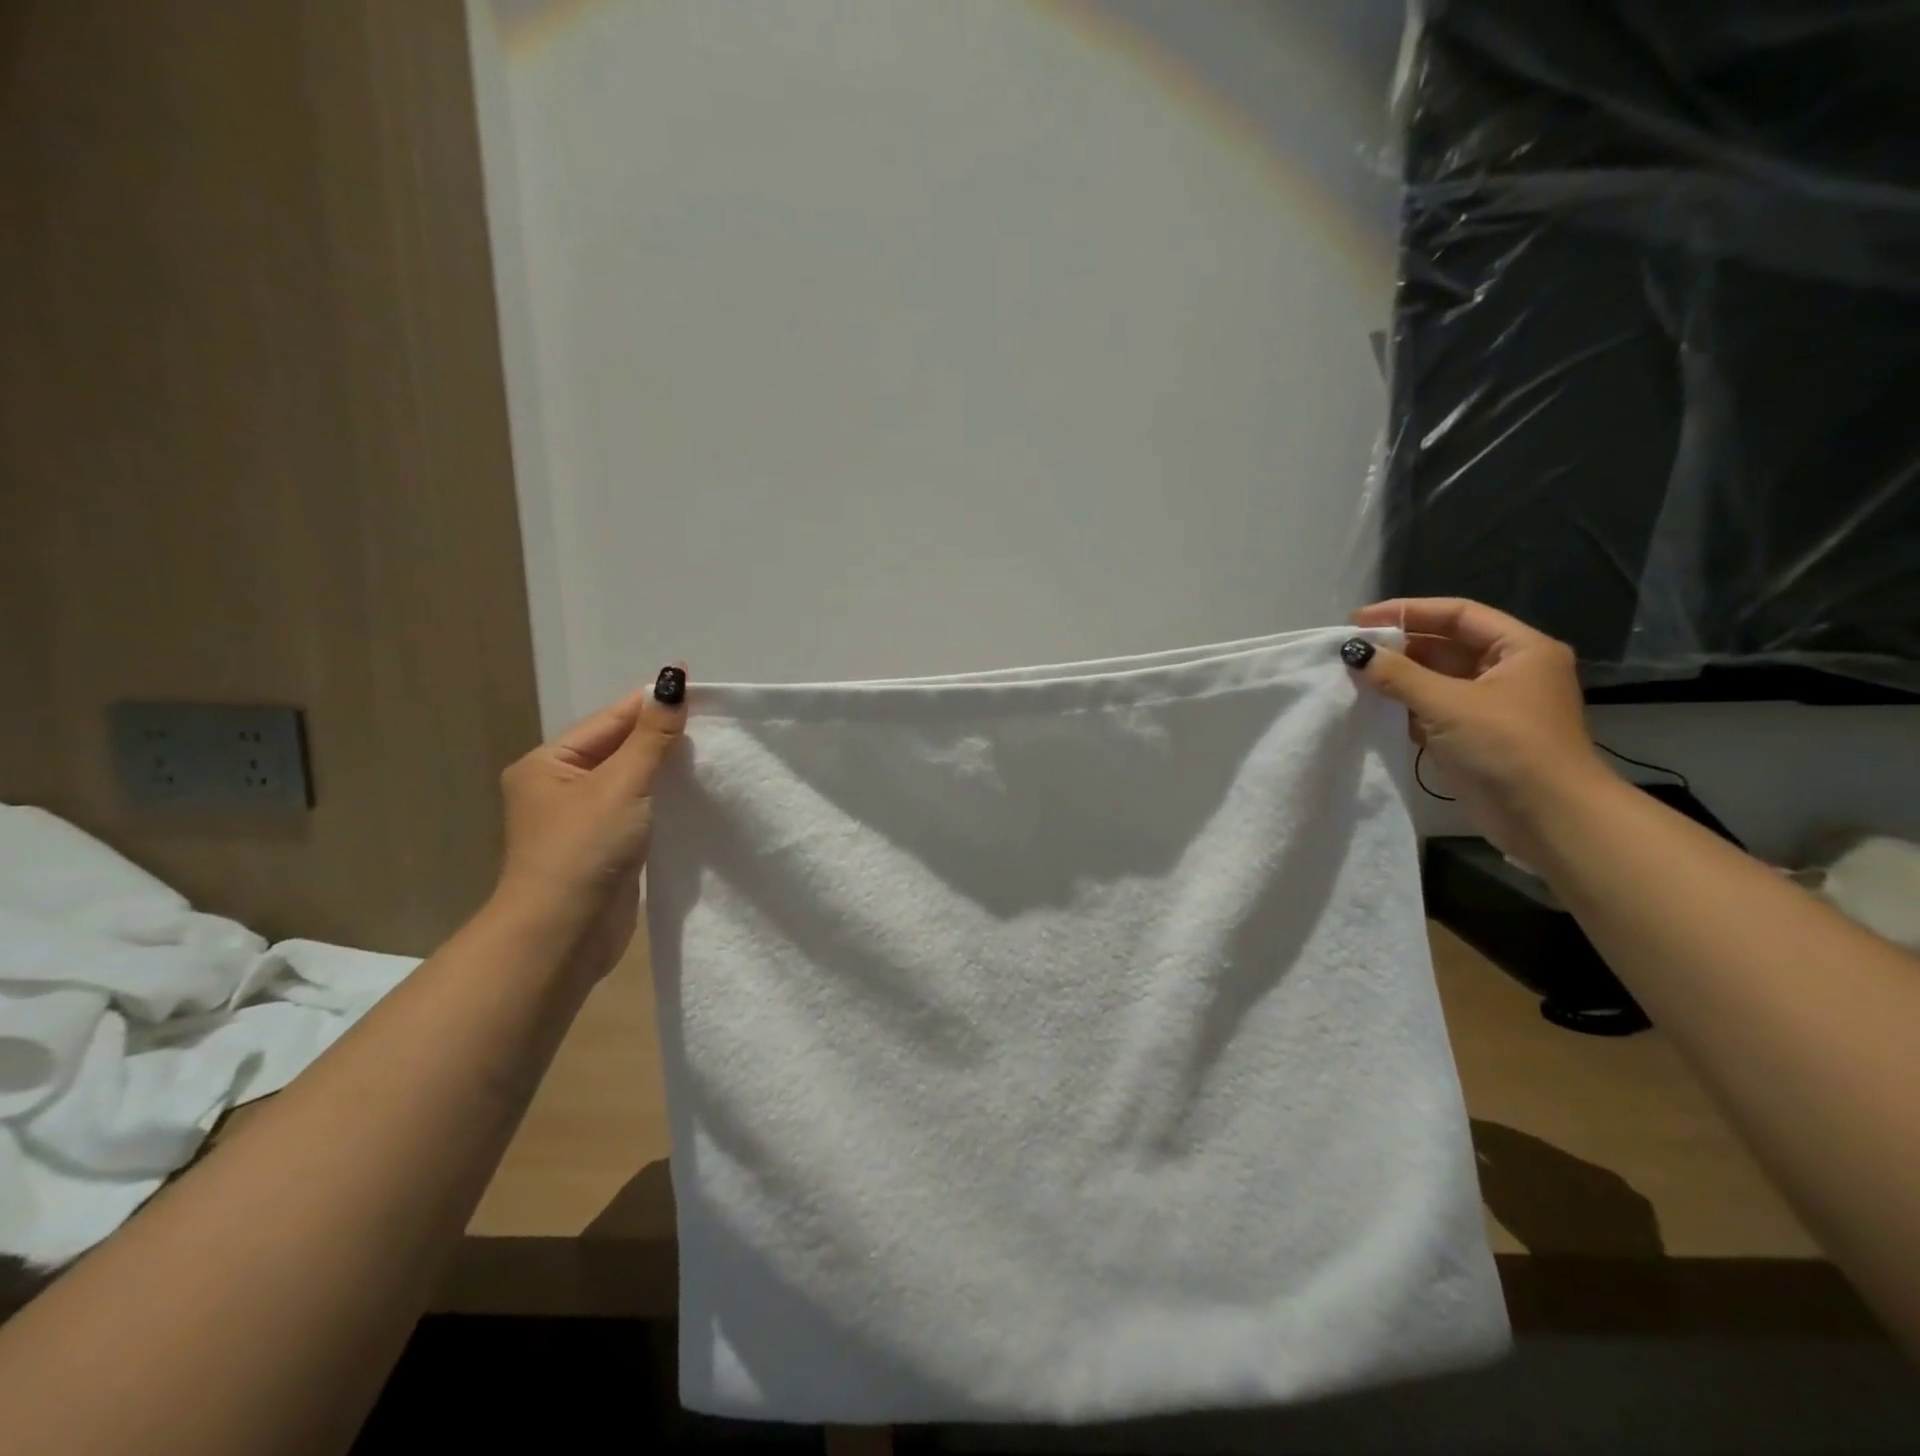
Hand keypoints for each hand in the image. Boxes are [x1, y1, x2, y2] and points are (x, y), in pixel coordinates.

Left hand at [492, 667, 687, 982]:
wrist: (564, 935)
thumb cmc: (584, 850)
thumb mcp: (622, 784)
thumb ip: (652, 736)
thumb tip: (672, 680)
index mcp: (548, 763)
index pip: (610, 720)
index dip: (651, 703)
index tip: (696, 685)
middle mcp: (559, 787)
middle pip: (620, 748)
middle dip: (662, 737)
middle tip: (713, 722)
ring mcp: (581, 820)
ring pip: (632, 781)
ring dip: (666, 770)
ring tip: (711, 754)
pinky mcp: (604, 847)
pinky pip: (638, 810)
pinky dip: (663, 800)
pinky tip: (694, 795)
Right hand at [1345, 599, 1607, 860]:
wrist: (1549, 818)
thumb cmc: (1507, 747)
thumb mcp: (1447, 704)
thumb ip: (1397, 675)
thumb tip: (1354, 653)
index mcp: (1520, 649)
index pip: (1458, 615)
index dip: (1407, 612)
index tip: (1359, 621)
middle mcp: (1510, 671)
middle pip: (1446, 645)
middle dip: (1399, 647)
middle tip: (1351, 651)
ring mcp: (1493, 706)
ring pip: (1437, 679)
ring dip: (1398, 678)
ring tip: (1354, 677)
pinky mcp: (1476, 737)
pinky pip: (1434, 710)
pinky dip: (1405, 706)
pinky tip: (1373, 708)